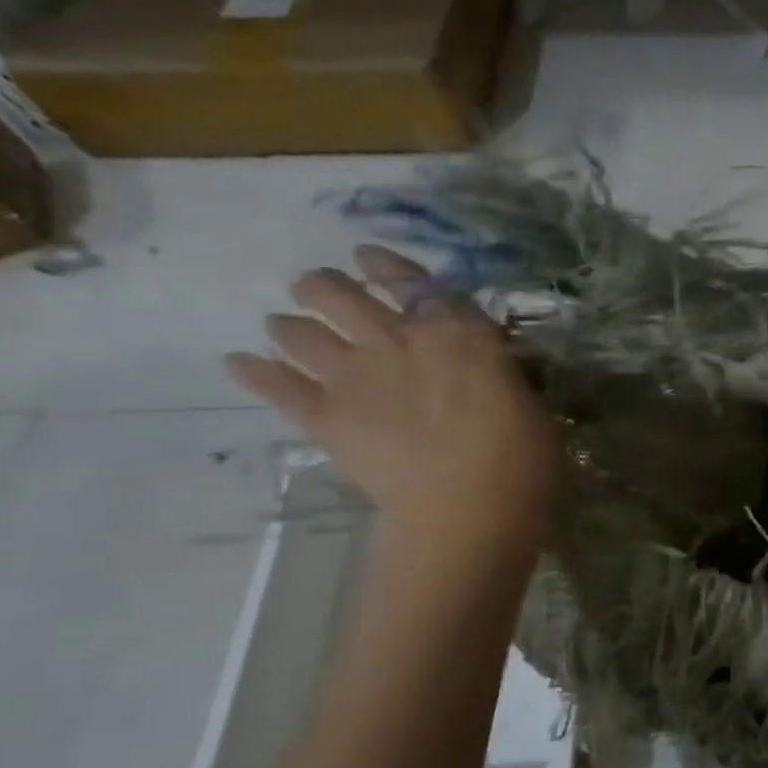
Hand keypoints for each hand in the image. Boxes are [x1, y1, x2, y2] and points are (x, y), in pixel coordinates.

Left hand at [227, 246, 561, 550]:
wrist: (469, 509)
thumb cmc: (521, 460)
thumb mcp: (528, 404)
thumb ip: (496, 377)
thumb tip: (487, 373)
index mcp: (456, 333)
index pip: (413, 282)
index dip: (387, 265)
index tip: (367, 258)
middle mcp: (397, 340)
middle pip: (339, 293)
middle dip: (323, 287)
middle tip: (319, 290)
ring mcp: (354, 377)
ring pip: (299, 331)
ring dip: (290, 325)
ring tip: (285, 328)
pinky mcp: (325, 418)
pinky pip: (276, 387)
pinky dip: (255, 372)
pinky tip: (239, 363)